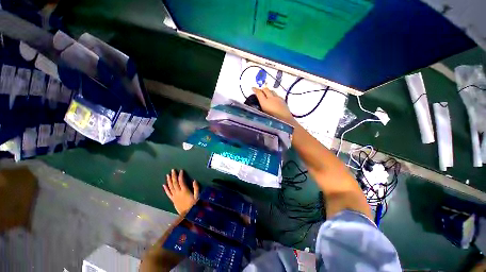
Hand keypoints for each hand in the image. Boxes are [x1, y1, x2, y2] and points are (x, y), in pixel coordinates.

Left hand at [163, 169, 199, 214]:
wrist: (188, 215)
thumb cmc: (194, 205)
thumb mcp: (198, 196)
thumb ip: (196, 188)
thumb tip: (194, 180)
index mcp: (184, 191)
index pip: (181, 181)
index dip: (181, 175)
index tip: (181, 170)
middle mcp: (178, 192)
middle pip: (174, 183)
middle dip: (173, 176)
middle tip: (172, 170)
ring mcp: (174, 196)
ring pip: (170, 187)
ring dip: (169, 181)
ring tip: (168, 175)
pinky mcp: (172, 200)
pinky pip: (168, 194)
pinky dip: (166, 189)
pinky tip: (164, 185)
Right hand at [252, 87, 294, 123]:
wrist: (286, 121)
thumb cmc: (273, 120)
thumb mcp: (263, 115)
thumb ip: (260, 110)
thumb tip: (257, 106)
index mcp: (265, 102)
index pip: (259, 93)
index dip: (255, 90)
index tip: (252, 88)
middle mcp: (271, 98)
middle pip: (266, 89)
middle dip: (262, 89)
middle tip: (259, 91)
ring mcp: (278, 98)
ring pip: (272, 91)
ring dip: (268, 91)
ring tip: (266, 95)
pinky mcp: (283, 100)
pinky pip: (277, 95)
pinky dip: (274, 95)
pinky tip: (274, 99)